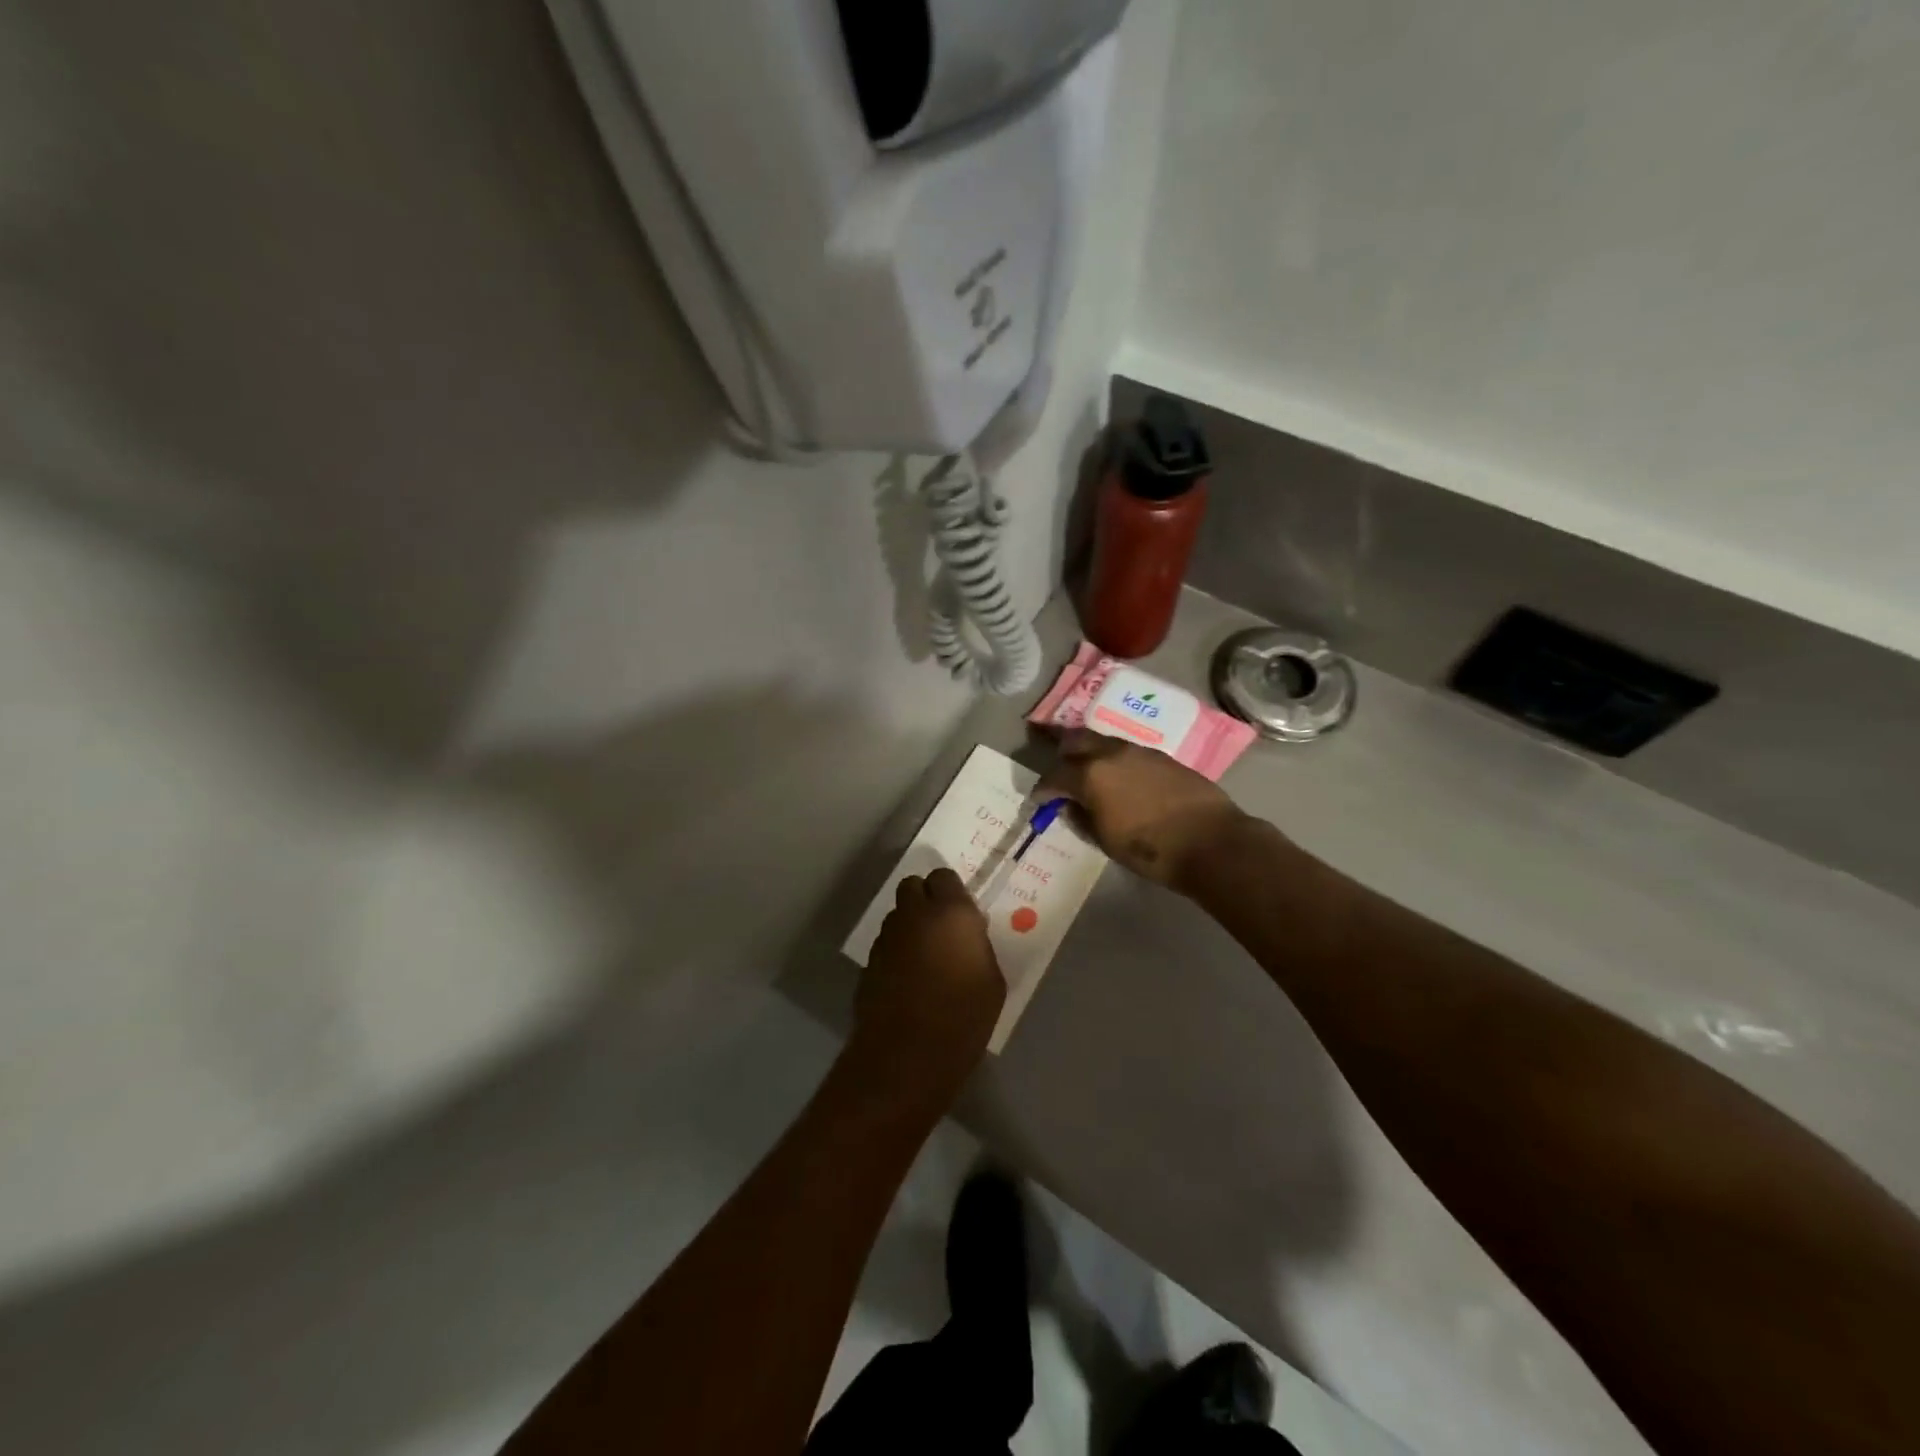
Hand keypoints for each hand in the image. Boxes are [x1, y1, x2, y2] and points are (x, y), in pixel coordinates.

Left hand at [850, 868, 1005, 1105]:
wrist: (908, 1054)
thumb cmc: (963, 1017)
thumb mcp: (992, 980)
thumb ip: (978, 946)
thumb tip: (968, 936)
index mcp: (950, 913)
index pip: (944, 877)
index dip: (951, 892)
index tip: (961, 913)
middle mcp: (914, 915)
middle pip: (913, 887)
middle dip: (925, 899)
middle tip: (941, 927)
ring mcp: (887, 938)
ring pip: (896, 915)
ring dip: (909, 926)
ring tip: (924, 956)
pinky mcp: (869, 962)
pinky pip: (886, 944)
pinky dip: (896, 952)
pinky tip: (907, 980)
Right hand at [1037, 729, 1250, 892]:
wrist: (1210, 842)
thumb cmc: (1150, 849)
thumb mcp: (1105, 840)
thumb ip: (1081, 818)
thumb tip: (1070, 806)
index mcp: (1090, 775)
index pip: (1054, 775)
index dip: (1043, 788)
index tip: (1039, 799)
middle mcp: (1111, 753)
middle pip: (1076, 740)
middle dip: (1061, 751)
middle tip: (1056, 764)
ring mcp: (1139, 751)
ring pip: (1103, 742)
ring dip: (1089, 753)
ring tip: (1086, 768)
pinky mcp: (1162, 756)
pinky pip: (1127, 751)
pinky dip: (1114, 759)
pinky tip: (1118, 776)